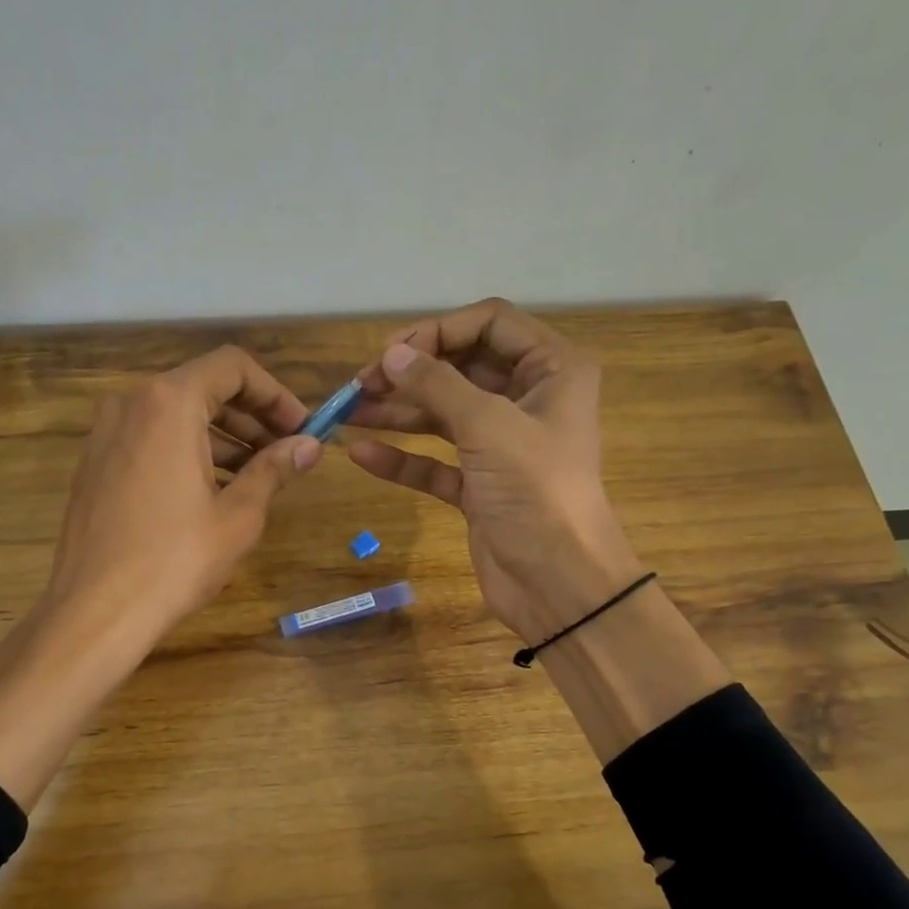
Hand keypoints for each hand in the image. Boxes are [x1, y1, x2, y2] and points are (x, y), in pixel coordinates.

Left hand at [44, 344, 320, 649]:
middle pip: (204, 388)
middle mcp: (132, 403)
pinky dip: (189, 451)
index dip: (275, 393)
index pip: (233, 367)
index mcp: (169, 403)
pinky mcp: (96, 463)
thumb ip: (275, 469)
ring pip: (177, 415)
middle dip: (252, 417)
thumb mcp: (238, 514)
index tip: (301, 428)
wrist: (97, 610)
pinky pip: (152, 439)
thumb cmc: (176, 559)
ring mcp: (106, 433)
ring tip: (258, 476)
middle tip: (287, 453)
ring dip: (223, 437)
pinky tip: (214, 490)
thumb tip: (310, 446)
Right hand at [350, 299, 641, 641]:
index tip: (391, 352)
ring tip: (347, 412)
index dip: (438, 331)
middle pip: (461, 368)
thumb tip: (392, 354)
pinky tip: (362, 454)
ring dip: (397, 412)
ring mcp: (502, 446)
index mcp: (551, 370)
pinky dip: (403, 458)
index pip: (490, 323)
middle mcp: (528, 400)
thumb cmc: (536, 492)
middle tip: (361, 383)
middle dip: (410, 373)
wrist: (560, 584)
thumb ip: (437, 385)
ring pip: (443, 415)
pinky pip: (435, 462)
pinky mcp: (480, 486)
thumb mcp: (487, 427)